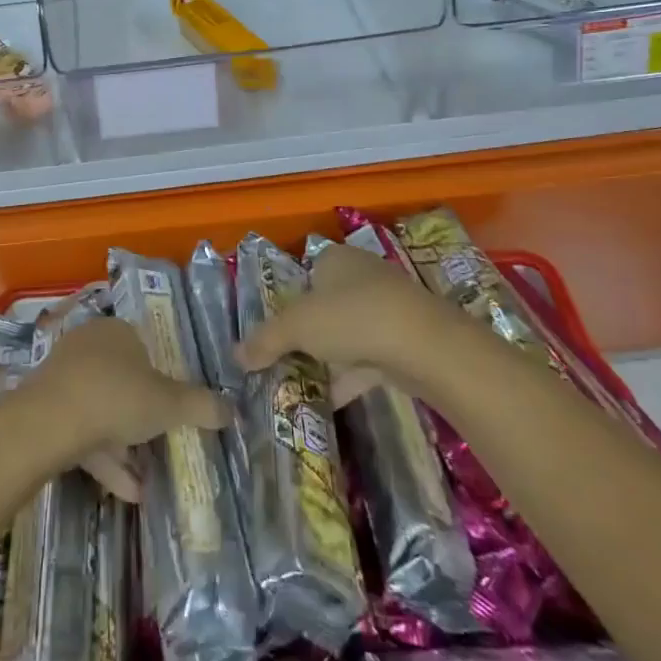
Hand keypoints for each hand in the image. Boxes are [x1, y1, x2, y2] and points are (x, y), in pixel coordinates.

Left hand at [23, 315, 227, 501]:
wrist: (49, 422)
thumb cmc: (116, 397)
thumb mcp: (169, 403)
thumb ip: (201, 406)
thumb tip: (232, 409)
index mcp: (117, 331)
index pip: (145, 347)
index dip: (162, 378)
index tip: (174, 408)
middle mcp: (88, 346)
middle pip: (123, 382)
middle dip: (142, 418)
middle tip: (162, 444)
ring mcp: (64, 377)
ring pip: (102, 411)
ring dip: (125, 447)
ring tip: (148, 482)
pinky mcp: (46, 409)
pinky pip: (83, 432)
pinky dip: (105, 460)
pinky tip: (128, 493)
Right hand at [237, 243, 460, 401]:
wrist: (425, 346)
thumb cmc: (352, 317)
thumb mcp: (296, 326)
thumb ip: (265, 340)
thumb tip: (235, 355)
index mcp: (336, 259)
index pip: (307, 273)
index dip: (290, 299)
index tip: (275, 329)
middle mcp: (363, 276)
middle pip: (326, 305)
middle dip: (308, 333)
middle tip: (284, 358)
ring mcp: (389, 309)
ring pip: (349, 334)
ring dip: (328, 358)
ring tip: (300, 384)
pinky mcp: (406, 341)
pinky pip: (369, 359)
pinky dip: (349, 377)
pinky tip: (329, 401)